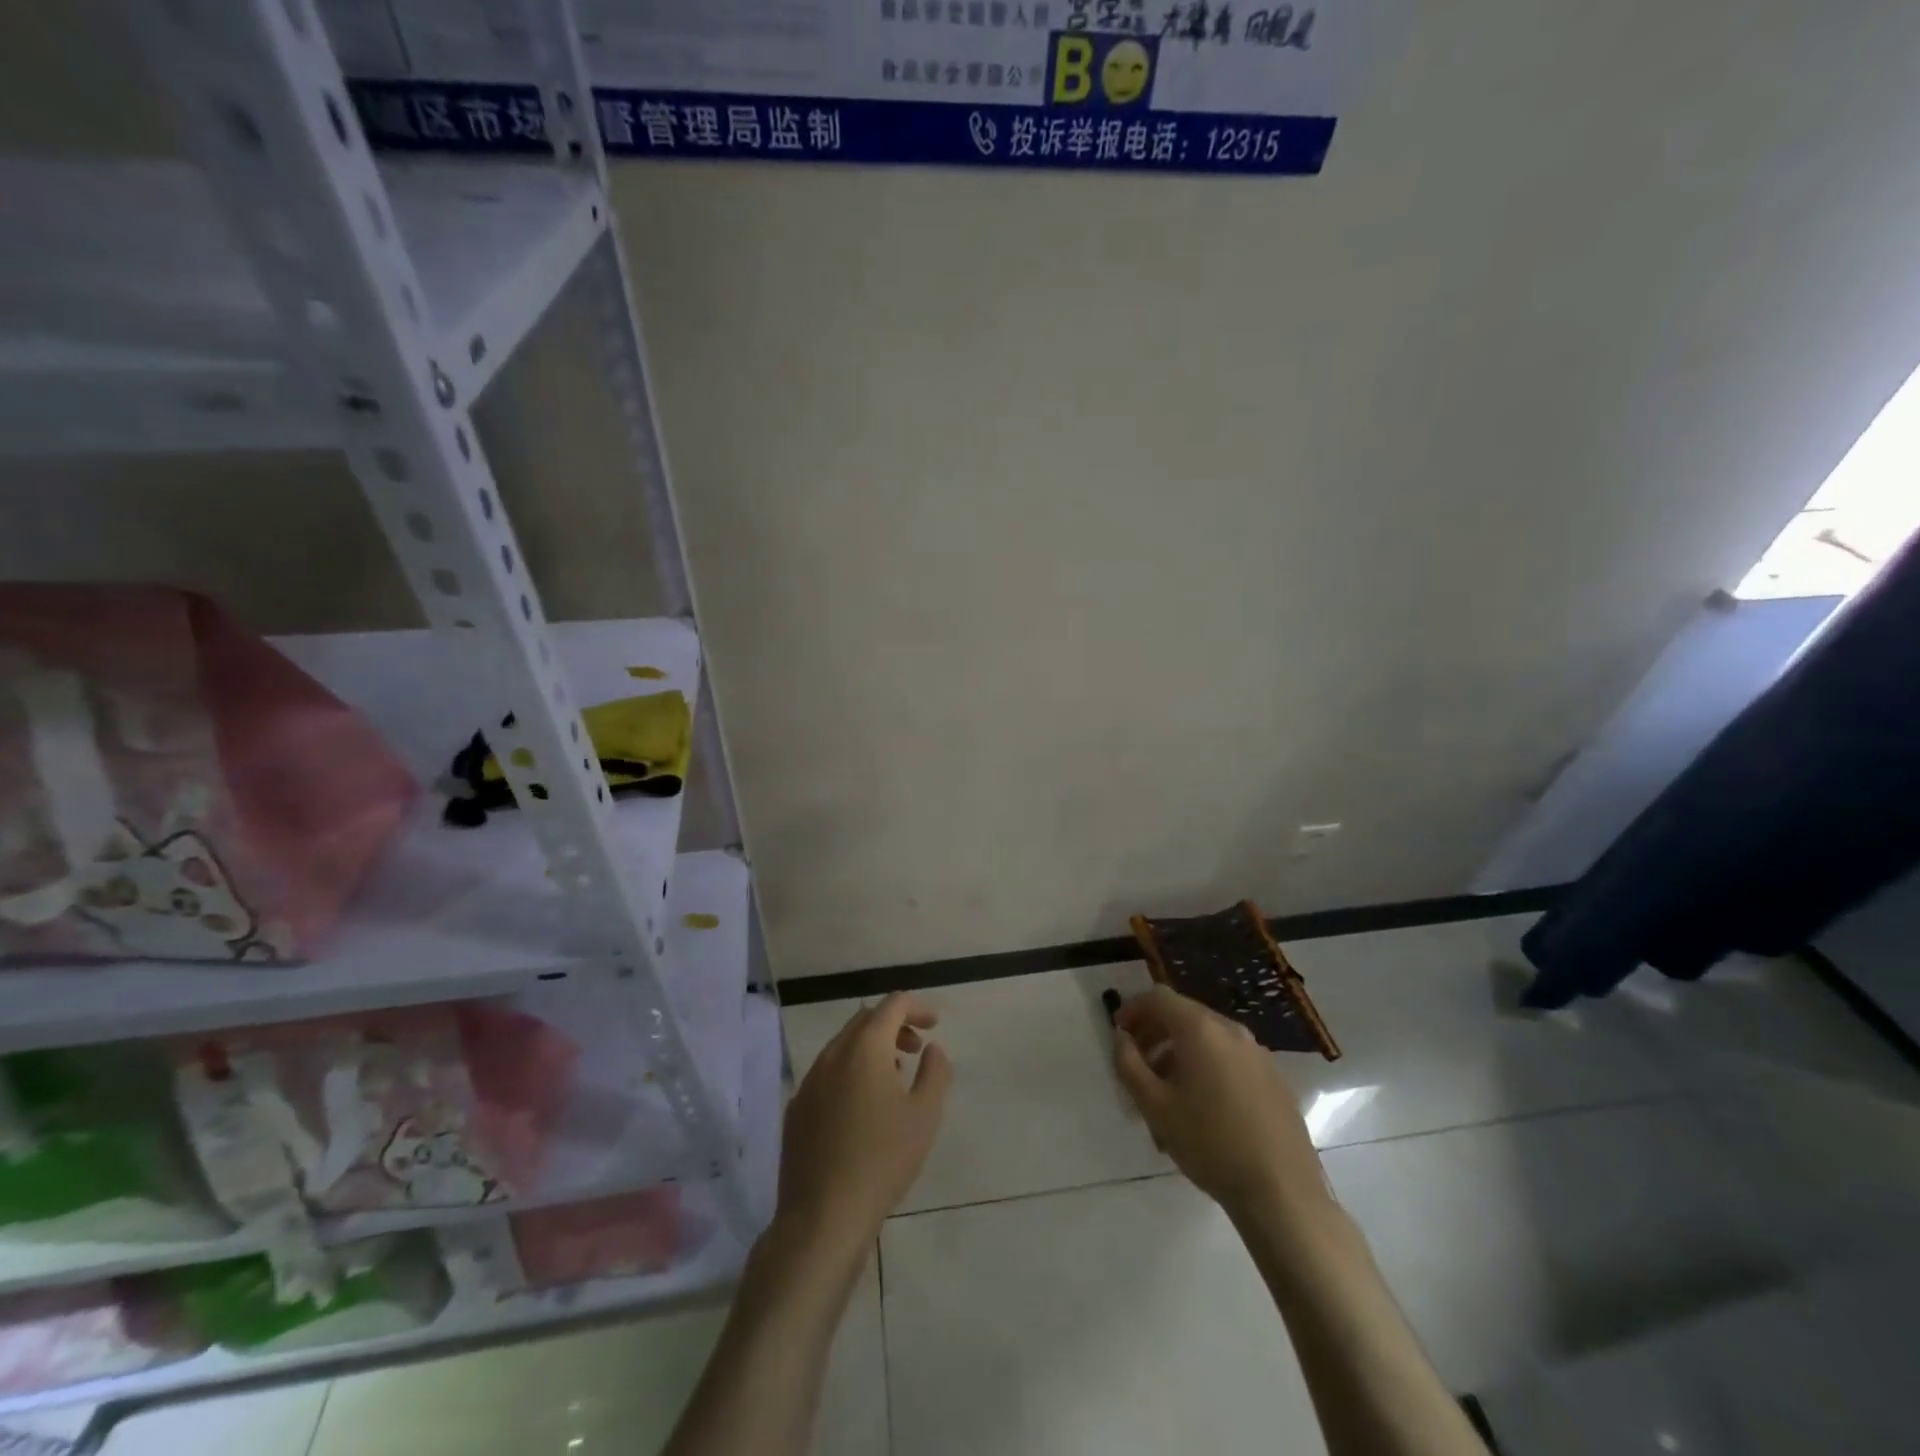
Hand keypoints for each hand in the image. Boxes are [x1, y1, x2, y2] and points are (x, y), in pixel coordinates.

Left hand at [776, 993, 951, 1254]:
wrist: (823, 1217)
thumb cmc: (882, 1160)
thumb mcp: (924, 1116)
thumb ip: (935, 1073)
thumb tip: (932, 1049)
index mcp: (864, 1048)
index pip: (892, 1005)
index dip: (916, 1007)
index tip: (934, 1025)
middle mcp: (832, 1055)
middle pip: (864, 1020)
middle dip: (893, 1026)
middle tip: (916, 1048)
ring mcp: (809, 1081)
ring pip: (843, 1046)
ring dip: (871, 1049)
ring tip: (894, 1078)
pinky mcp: (796, 1109)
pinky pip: (827, 1074)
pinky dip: (849, 1073)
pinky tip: (862, 1109)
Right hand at [1113, 985, 1329, 1218]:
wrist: (1281, 1193)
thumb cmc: (1209, 1144)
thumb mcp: (1155, 1106)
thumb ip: (1129, 1064)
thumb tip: (1122, 1038)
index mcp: (1201, 1030)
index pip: (1160, 998)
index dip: (1133, 1009)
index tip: (1119, 1034)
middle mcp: (1232, 1031)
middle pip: (1185, 1015)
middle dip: (1156, 1033)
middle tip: (1138, 1064)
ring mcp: (1258, 1054)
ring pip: (1208, 1039)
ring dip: (1180, 1053)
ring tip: (1166, 1093)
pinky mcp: (1274, 1079)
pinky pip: (1230, 1059)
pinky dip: (1207, 1067)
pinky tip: (1203, 1108)